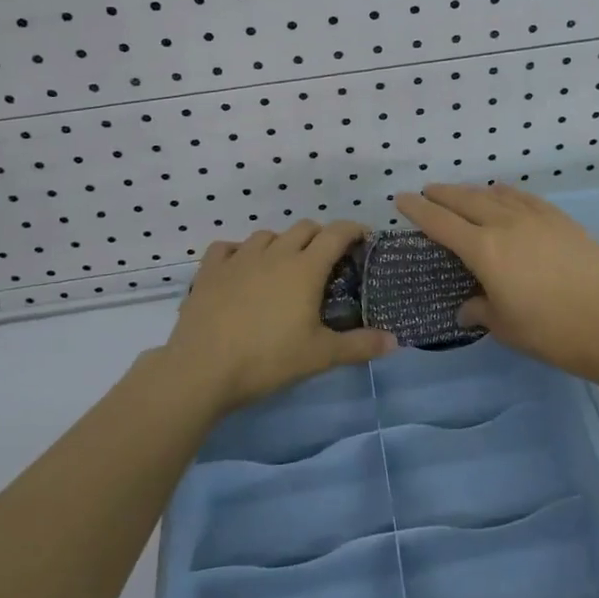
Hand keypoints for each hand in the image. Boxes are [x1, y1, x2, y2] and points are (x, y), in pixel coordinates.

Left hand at [162, 221, 395, 411]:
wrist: (202, 369)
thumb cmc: (268, 359)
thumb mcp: (320, 356)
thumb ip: (359, 345)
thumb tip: (395, 340)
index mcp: (305, 268)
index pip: (336, 233)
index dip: (353, 230)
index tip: (363, 238)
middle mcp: (274, 254)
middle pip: (303, 228)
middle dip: (320, 236)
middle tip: (327, 259)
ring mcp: (239, 258)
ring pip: (267, 235)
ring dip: (281, 243)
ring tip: (284, 266)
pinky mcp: (210, 270)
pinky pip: (227, 247)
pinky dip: (239, 251)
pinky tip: (240, 267)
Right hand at [394, 183, 598, 381]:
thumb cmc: (548, 331)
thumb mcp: (505, 326)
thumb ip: (480, 310)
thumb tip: (466, 309)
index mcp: (484, 251)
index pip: (441, 223)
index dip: (418, 210)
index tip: (402, 198)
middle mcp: (505, 225)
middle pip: (465, 200)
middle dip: (442, 194)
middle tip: (428, 191)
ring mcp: (536, 218)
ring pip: (495, 195)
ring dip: (473, 192)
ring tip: (463, 193)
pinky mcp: (560, 219)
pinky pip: (525, 197)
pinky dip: (507, 193)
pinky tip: (504, 195)